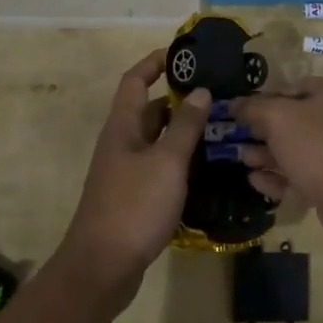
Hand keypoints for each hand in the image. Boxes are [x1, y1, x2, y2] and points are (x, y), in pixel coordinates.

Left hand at [59, 51, 208, 305]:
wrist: (102, 268)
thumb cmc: (134, 206)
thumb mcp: (167, 162)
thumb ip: (185, 126)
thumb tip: (201, 90)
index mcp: (123, 127)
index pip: (135, 81)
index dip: (155, 62)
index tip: (183, 54)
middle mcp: (121, 144)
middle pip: (150, 110)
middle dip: (180, 99)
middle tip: (218, 95)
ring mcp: (125, 172)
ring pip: (157, 140)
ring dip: (183, 132)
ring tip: (221, 128)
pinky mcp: (133, 197)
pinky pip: (159, 166)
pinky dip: (180, 161)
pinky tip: (206, 168)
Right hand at [232, 78, 322, 240]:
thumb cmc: (318, 146)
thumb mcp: (279, 118)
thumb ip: (253, 108)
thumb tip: (235, 104)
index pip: (296, 87)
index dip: (266, 100)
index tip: (242, 114)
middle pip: (298, 120)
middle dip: (265, 131)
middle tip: (238, 138)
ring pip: (301, 149)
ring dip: (269, 154)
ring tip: (241, 158)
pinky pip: (307, 173)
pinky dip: (282, 176)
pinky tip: (255, 180)